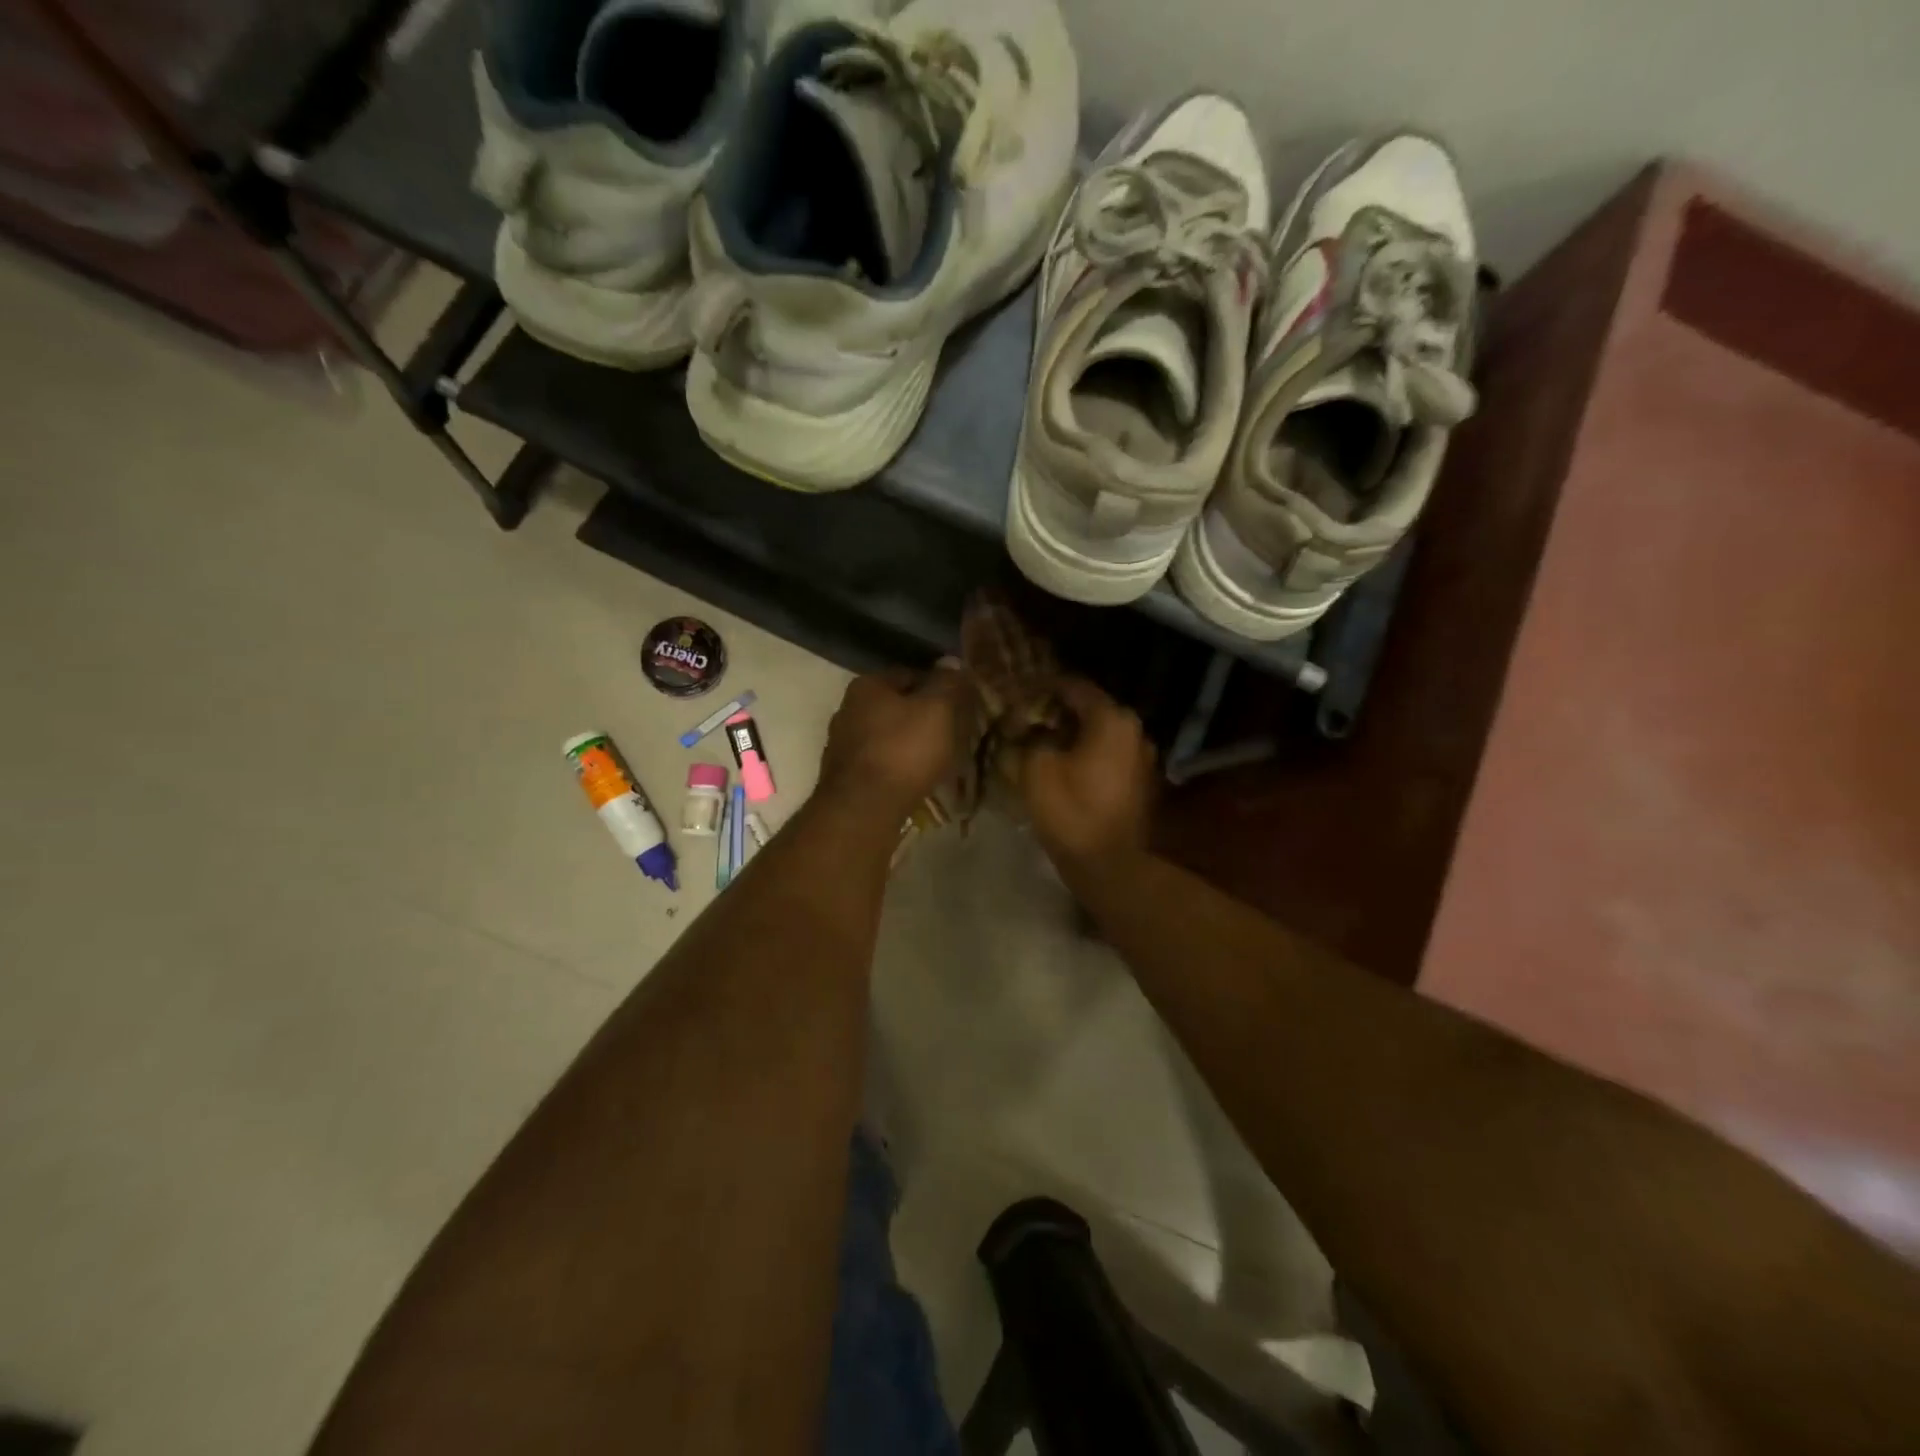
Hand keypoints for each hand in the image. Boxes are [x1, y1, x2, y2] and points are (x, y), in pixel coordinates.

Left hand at [818, 666, 976, 822]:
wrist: (863, 809)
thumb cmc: (904, 751)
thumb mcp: (938, 710)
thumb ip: (948, 683)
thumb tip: (952, 661)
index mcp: (867, 685)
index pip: (911, 674)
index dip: (939, 686)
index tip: (960, 705)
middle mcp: (847, 709)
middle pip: (897, 706)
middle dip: (924, 717)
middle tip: (953, 733)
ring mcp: (842, 745)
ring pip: (888, 736)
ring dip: (911, 743)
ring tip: (938, 759)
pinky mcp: (844, 776)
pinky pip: (880, 762)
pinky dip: (898, 766)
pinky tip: (914, 778)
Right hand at [1017, 678, 1156, 869]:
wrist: (1108, 865)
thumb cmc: (1071, 810)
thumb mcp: (1036, 768)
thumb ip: (1029, 736)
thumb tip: (1025, 725)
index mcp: (1113, 719)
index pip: (1074, 687)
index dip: (1042, 686)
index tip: (1018, 690)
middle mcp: (1135, 731)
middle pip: (1090, 709)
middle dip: (1056, 711)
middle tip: (1025, 717)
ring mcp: (1143, 758)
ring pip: (1099, 734)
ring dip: (1071, 734)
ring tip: (1040, 741)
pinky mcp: (1141, 783)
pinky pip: (1108, 757)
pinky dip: (1086, 755)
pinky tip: (1062, 765)